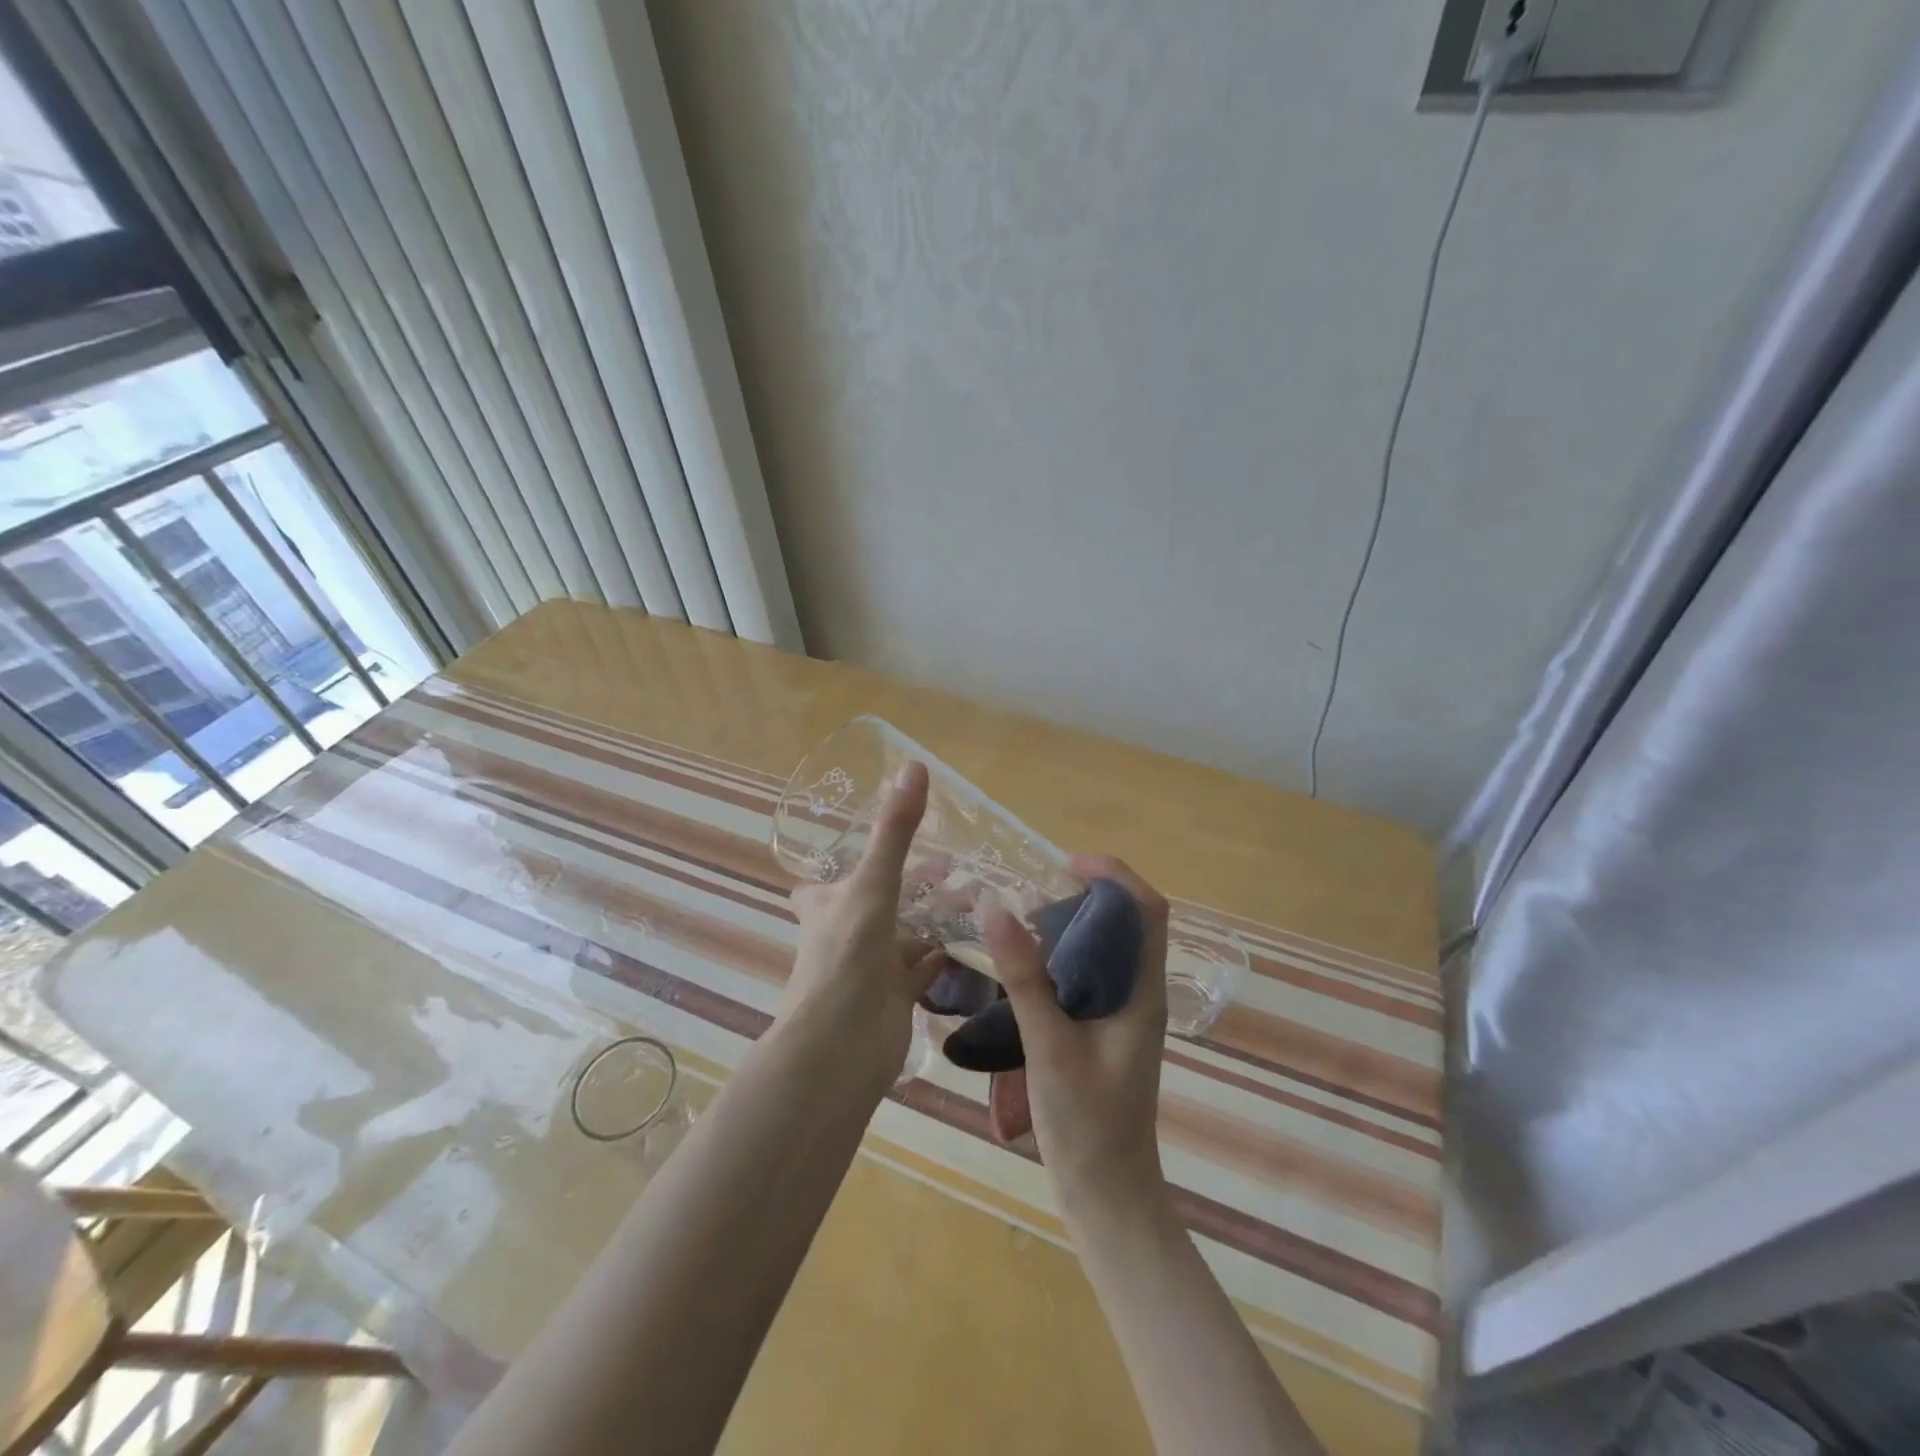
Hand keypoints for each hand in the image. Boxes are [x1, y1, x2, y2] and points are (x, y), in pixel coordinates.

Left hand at [781, 761, 944, 1086]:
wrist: (841, 1049)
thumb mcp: (871, 884)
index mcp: (826, 906)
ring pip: (904, 933)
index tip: (873, 843)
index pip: (822, 881)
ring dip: (933, 916)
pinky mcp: (894, 998)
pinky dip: (941, 955)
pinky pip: (921, 969)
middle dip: (909, 883)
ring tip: (976, 892)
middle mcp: (844, 934)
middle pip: (875, 900)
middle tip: (951, 861)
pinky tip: (967, 941)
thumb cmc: (846, 957)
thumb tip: (914, 766)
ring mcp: (870, 968)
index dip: (841, 863)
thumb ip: (894, 831)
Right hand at [983, 855, 1170, 1218]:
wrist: (1108, 1196)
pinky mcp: (1106, 1030)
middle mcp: (1140, 994)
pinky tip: (1027, 968)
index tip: (1066, 864)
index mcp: (1142, 991)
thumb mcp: (1049, 1045)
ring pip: (1108, 947)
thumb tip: (996, 909)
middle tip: (1035, 891)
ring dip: (1074, 924)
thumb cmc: (1087, 1123)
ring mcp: (1125, 1014)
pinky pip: (1091, 974)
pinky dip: (1064, 956)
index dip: (1114, 874)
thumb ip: (1024, 978)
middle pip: (1128, 921)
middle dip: (1088, 893)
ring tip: (1024, 921)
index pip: (1148, 909)